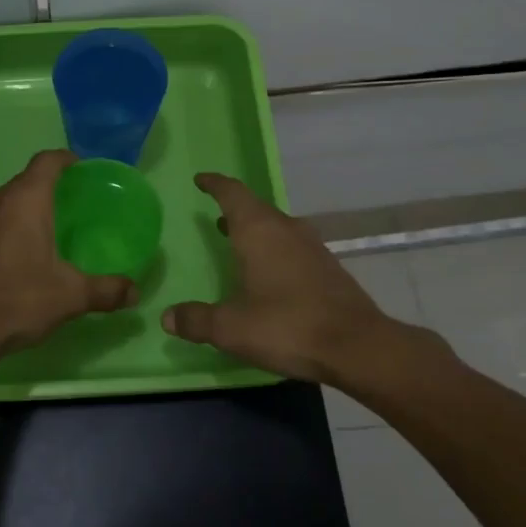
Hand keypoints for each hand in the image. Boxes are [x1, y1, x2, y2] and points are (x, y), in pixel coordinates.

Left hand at [0, 149, 137, 358]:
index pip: (46, 162)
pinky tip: (8, 261)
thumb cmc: (19, 300)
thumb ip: (106, 290)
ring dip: (19, 211)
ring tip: (39, 231)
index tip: (79, 168)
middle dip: (45, 187)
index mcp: (26, 201)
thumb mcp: (71, 296)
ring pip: (0, 205)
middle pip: (23, 182)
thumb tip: (135, 292)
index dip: (65, 160)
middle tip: (67, 204)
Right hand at [162, 172, 436, 385]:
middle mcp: (285, 229)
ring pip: (276, 225)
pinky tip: (269, 271)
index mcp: (258, 231)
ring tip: (236, 240)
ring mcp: (311, 246)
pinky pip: (292, 244)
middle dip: (233, 209)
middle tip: (215, 216)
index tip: (200, 180)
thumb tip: (167, 317)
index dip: (215, 184)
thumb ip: (197, 320)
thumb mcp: (232, 328)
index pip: (232, 193)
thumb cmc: (287, 326)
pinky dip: (274, 247)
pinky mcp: (328, 266)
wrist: (358, 347)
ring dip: (255, 229)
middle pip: (255, 207)